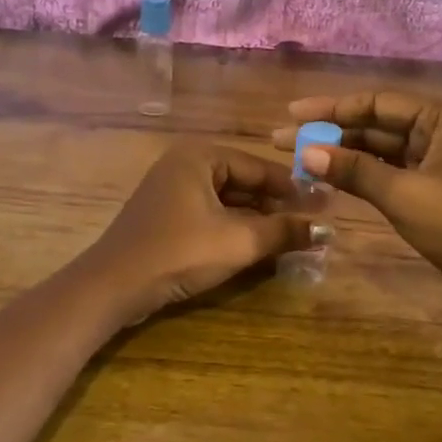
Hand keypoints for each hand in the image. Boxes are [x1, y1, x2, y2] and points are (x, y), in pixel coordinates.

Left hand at [82, 143, 318, 322]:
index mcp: (200, 156)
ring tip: (291, 236)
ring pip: (227, 200)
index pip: (259, 167)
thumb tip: (327, 230)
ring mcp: (171, 191)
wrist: (114, 285)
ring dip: (257, 218)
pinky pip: (210, 214)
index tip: (325, 205)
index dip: (294, 188)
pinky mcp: (165, 217)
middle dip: (276, 205)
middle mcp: (184, 165)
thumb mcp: (238, 241)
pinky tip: (257, 245)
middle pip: (243, 181)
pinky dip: (234, 227)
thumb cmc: (179, 252)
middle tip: (311, 222)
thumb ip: (284, 232)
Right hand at [273, 91, 441, 333]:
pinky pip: (390, 171)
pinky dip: (362, 174)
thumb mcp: (403, 194)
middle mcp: (441, 130)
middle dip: (331, 132)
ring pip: (381, 150)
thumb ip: (354, 170)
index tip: (291, 114)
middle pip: (376, 124)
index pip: (377, 103)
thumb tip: (306, 152)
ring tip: (300, 160)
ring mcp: (438, 160)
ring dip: (343, 154)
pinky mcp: (434, 187)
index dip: (331, 108)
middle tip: (283, 141)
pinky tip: (331, 178)